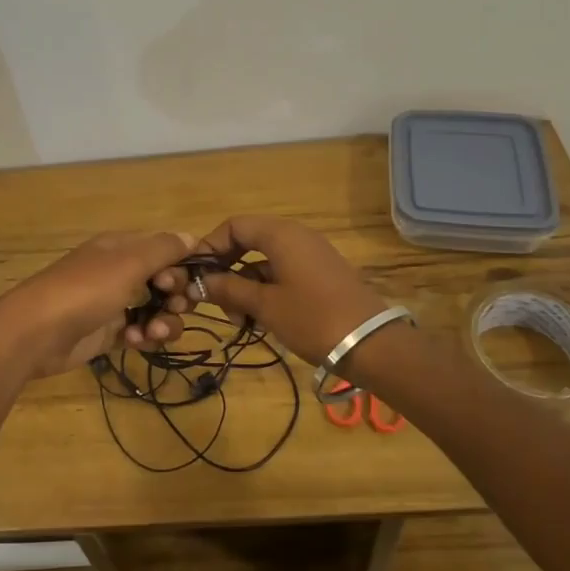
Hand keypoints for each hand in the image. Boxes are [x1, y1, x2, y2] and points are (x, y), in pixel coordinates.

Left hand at [0, 230, 194, 379]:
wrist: (35, 333)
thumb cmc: (84, 290)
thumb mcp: (128, 263)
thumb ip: (163, 249)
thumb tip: (193, 236)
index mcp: (121, 247)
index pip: (164, 250)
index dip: (180, 266)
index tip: (180, 282)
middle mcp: (119, 272)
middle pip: (163, 281)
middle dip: (176, 296)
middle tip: (174, 307)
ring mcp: (113, 304)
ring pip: (155, 310)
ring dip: (164, 321)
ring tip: (153, 332)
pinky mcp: (107, 333)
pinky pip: (139, 333)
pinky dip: (144, 337)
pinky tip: (135, 341)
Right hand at [192, 215, 389, 365]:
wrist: (373, 345)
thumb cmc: (313, 318)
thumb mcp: (265, 305)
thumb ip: (228, 289)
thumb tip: (198, 282)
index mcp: (280, 234)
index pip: (233, 226)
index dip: (210, 247)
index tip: (196, 276)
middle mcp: (295, 236)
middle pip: (247, 241)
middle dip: (227, 270)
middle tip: (218, 303)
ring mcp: (310, 255)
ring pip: (263, 261)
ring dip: (245, 285)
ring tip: (239, 320)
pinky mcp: (320, 275)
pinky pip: (282, 272)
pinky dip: (265, 290)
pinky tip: (260, 320)